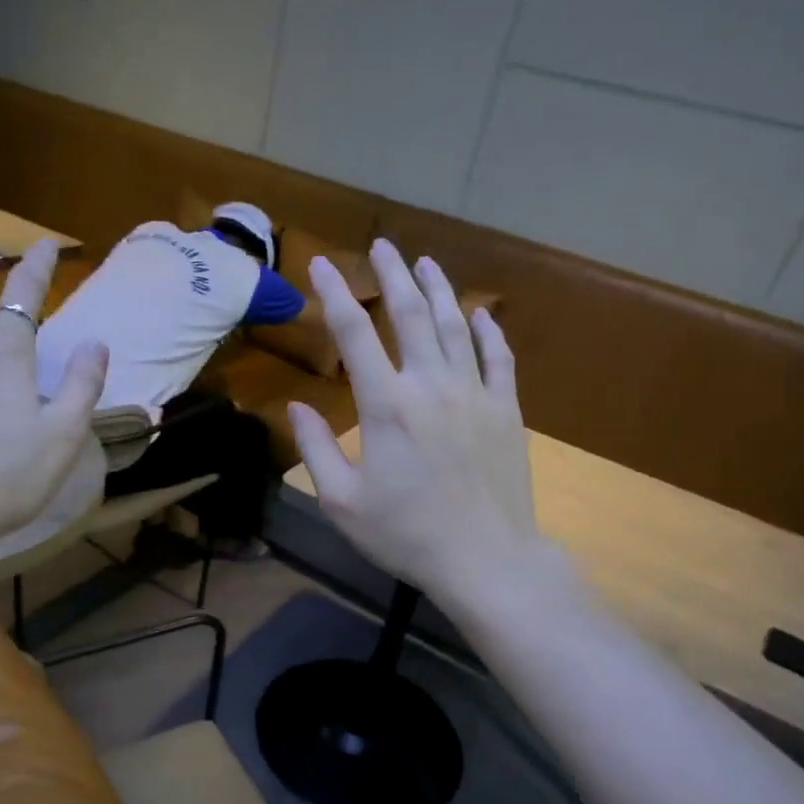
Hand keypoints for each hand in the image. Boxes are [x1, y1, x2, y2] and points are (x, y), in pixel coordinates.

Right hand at [288, 238, 539, 604]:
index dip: (334, 294)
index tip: (321, 264)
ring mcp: (474, 393)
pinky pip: (498, 358)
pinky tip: (480, 314)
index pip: (354, 333)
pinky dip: (487, 331)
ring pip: (455, 326)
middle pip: (411, 313)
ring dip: (439, 289)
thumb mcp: (342, 501)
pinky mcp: (506, 410)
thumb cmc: (406, 534)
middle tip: (382, 245)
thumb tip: (297, 407)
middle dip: (393, 274)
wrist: (484, 559)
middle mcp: (431, 385)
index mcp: (386, 405)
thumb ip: (316, 449)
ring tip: (426, 262)